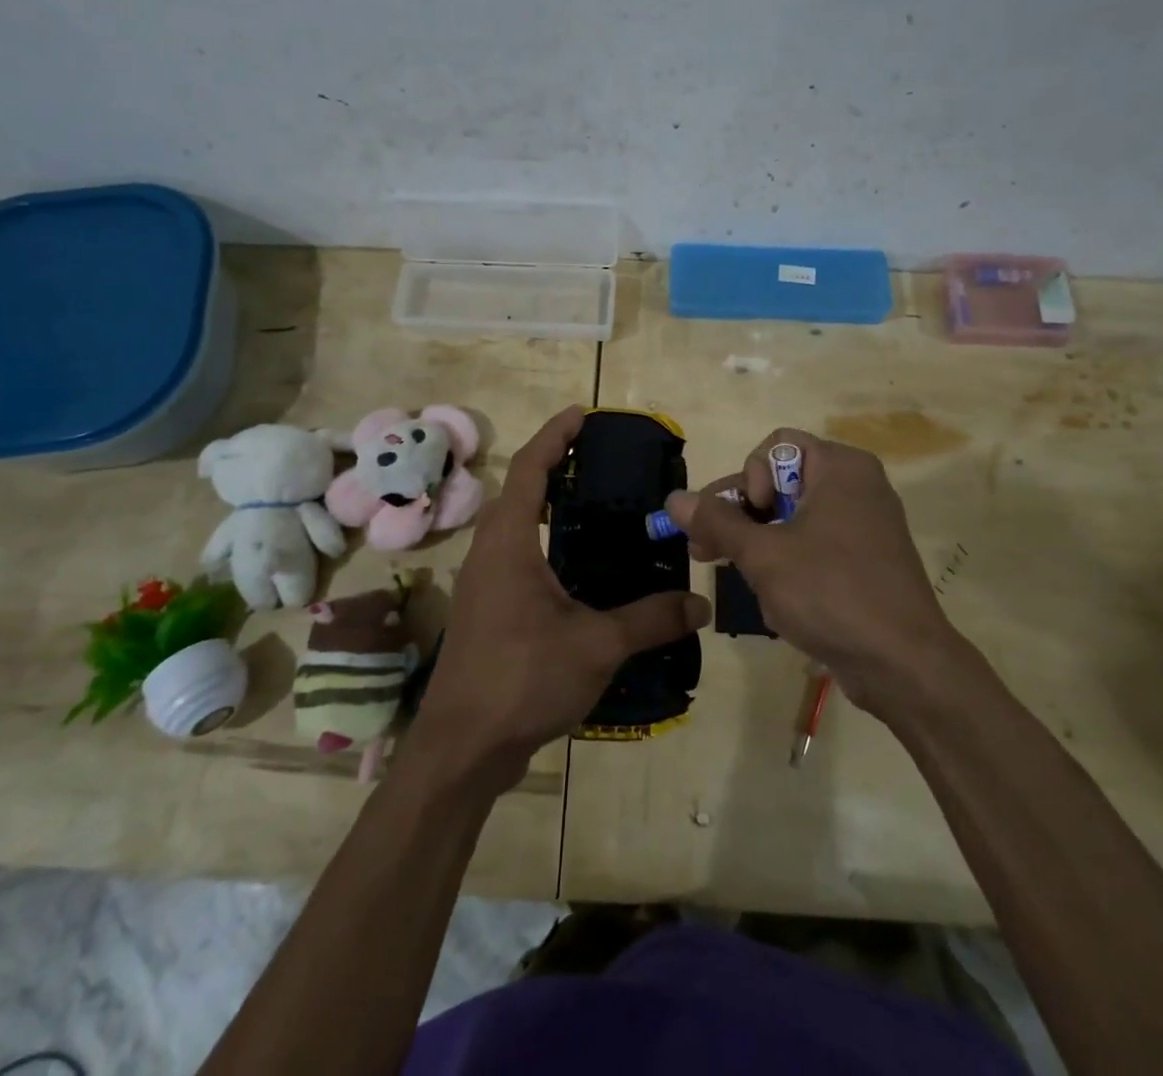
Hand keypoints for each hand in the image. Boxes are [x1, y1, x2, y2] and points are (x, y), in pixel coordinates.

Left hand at [409, 405, 710, 786]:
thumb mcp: (596, 645)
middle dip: (551, 466)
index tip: (581, 414)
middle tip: (595, 459)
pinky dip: (540, 540)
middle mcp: (489, 552)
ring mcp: (482, 583)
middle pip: (519, 491)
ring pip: (513, 525)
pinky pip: (514, 555)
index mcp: (508, 543)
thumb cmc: (522, 679)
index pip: (530, 469)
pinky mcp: (485, 611)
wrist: (461, 748)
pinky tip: (574, 567)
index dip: (554, 436)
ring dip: (543, 504)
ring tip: (589, 504)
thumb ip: (649, 619)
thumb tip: (700, 603)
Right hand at [664, 427, 964, 725]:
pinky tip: (775, 598)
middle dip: (741, 516)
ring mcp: (864, 525)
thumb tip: (675, 499)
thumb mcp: (763, 555)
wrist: (904, 665)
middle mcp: (856, 486)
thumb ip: (715, 521)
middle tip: (705, 550)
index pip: (775, 447)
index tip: (751, 517)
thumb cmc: (831, 592)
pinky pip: (815, 545)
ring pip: (793, 518)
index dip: (751, 477)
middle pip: (781, 481)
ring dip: (759, 545)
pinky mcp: (866, 561)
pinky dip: (788, 562)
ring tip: (739, 578)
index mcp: (840, 467)